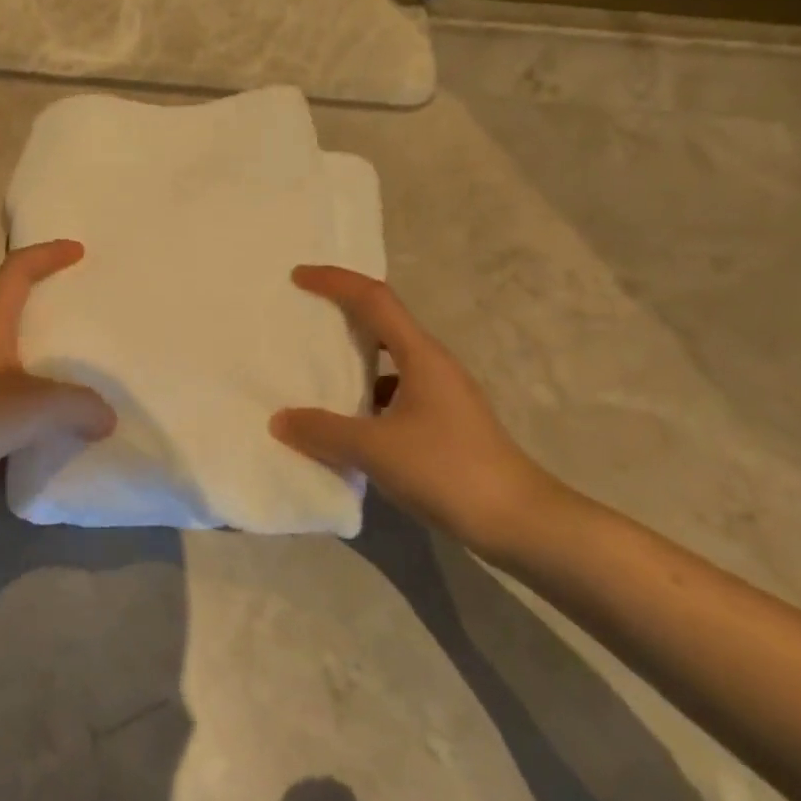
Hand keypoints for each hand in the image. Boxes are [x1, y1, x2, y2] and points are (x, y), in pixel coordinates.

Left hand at [0, 240, 115, 493]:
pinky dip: (35, 403)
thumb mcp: (33, 407)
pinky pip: (10, 398)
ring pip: (14, 359)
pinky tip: (56, 425)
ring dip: (45, 361)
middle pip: (15, 311)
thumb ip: (78, 406)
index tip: (78, 252)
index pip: (16, 272)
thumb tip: (106, 418)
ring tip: (83, 374)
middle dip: (50, 307)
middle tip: (89, 317)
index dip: (46, 255)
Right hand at [271, 265, 566, 561]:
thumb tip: (280, 420)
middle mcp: (432, 365)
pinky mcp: (443, 424)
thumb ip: (323, 431)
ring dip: (353, 359)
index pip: (374, 299)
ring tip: (314, 369)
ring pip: (388, 361)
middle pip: (382, 322)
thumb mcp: (376, 449)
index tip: (298, 277)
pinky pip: (393, 393)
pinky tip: (345, 421)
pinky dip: (365, 396)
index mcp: (421, 356)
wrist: (520, 523)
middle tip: (302, 315)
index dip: (335, 282)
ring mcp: (441, 395)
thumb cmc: (448, 470)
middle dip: (342, 312)